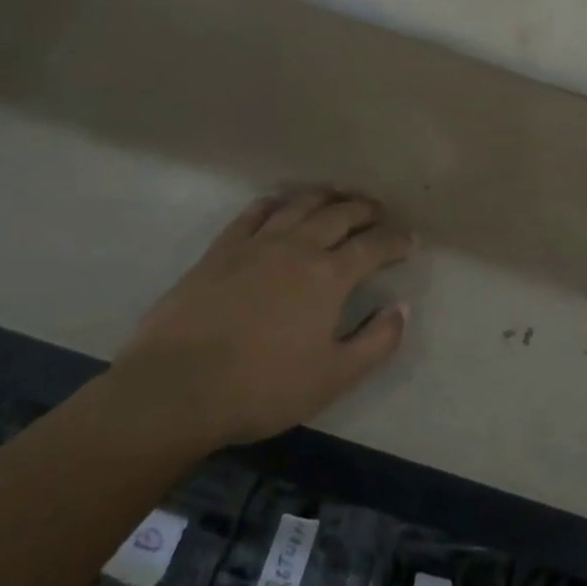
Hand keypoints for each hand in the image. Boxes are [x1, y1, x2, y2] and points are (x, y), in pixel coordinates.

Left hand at [111, 189, 413, 446]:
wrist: (177, 388)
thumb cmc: (263, 388)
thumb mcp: (334, 378)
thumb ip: (377, 341)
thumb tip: (402, 308)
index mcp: (329, 276)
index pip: (373, 246)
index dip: (395, 240)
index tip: (408, 241)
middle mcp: (298, 247)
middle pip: (340, 214)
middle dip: (366, 210)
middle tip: (379, 213)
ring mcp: (257, 243)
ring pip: (300, 204)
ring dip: (326, 197)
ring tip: (339, 197)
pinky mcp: (221, 248)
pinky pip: (254, 212)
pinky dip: (276, 202)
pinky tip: (281, 204)